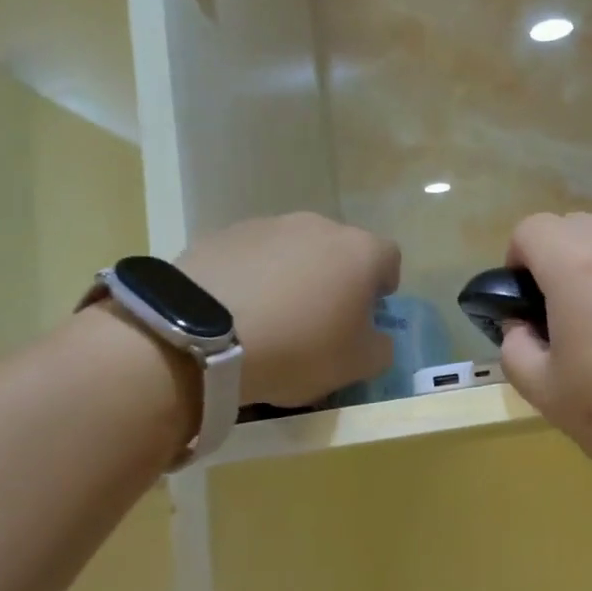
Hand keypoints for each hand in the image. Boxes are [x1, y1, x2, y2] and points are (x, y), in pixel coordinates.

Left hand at [177, 213, 399, 406]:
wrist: (202, 336)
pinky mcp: (222, 235)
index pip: (389, 258)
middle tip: (319, 319)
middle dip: (335, 279)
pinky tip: (237, 312)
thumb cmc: (298, 348)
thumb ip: (380, 347)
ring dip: (292, 276)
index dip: (383, 286)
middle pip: (339, 250)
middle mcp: (318, 227)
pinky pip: (252, 257)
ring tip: (271, 318)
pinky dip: (253, 277)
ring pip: (293, 250)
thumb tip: (377, 337)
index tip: (367, 314)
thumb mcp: (357, 365)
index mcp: (360, 252)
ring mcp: (267, 225)